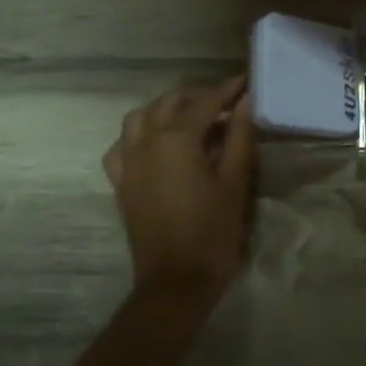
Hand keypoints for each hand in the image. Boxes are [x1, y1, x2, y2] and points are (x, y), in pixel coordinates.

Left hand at [103, 76, 256, 299]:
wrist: (176, 282)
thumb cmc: (213, 232)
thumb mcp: (235, 183)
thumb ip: (239, 138)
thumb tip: (244, 103)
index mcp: (176, 140)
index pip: (204, 102)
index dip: (226, 90)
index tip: (245, 82)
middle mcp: (145, 142)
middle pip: (169, 103)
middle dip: (197, 96)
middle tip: (226, 102)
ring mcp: (127, 162)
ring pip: (139, 118)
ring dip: (165, 109)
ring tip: (191, 117)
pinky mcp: (120, 182)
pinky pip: (122, 145)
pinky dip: (140, 135)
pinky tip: (156, 144)